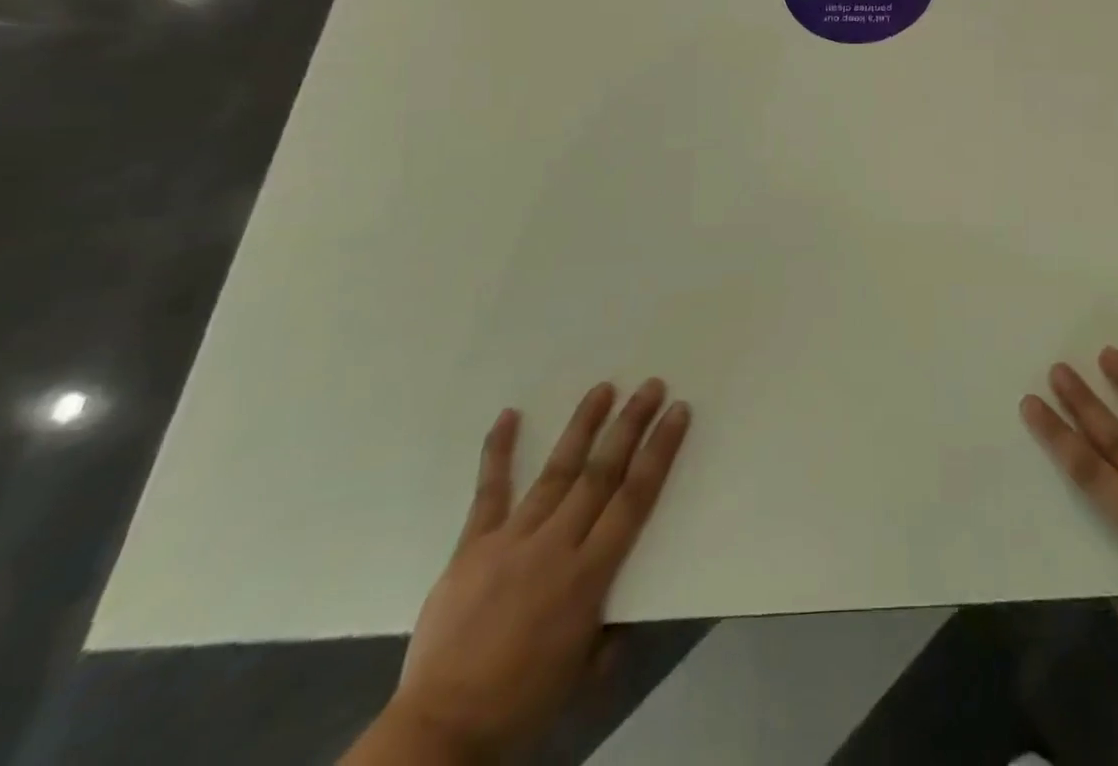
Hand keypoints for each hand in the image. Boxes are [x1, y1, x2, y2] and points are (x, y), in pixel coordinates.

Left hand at [385, 380, 690, 758]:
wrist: (439, 732)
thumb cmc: (522, 702)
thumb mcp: (584, 673)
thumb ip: (611, 630)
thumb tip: (626, 603)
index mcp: (587, 576)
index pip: (634, 499)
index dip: (659, 452)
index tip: (677, 412)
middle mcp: (555, 546)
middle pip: (601, 473)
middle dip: (629, 425)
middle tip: (651, 385)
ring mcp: (511, 539)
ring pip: (556, 470)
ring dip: (582, 426)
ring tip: (603, 388)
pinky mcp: (472, 545)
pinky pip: (489, 491)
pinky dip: (498, 451)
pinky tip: (508, 415)